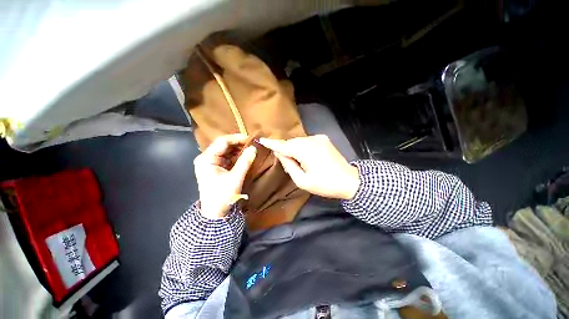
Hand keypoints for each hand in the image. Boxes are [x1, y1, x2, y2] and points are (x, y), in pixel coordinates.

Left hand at [194, 134, 256, 218]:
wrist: (215, 213)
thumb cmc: (223, 196)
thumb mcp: (235, 178)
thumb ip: (245, 161)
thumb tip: (254, 148)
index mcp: (207, 159)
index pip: (222, 141)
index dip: (237, 138)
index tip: (251, 139)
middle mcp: (206, 158)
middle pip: (223, 145)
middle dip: (238, 144)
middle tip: (252, 145)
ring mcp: (210, 163)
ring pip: (226, 151)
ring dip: (238, 150)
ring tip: (250, 150)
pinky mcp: (215, 168)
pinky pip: (226, 157)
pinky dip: (236, 156)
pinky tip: (244, 157)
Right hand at [259, 135, 359, 199]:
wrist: (349, 181)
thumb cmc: (325, 185)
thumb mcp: (303, 181)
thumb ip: (289, 166)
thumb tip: (280, 154)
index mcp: (307, 151)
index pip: (284, 146)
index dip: (272, 143)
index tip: (261, 140)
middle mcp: (312, 140)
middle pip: (291, 142)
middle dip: (285, 149)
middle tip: (283, 160)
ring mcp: (319, 138)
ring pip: (299, 141)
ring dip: (293, 149)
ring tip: (295, 161)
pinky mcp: (323, 139)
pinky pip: (306, 141)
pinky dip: (301, 147)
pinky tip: (304, 156)